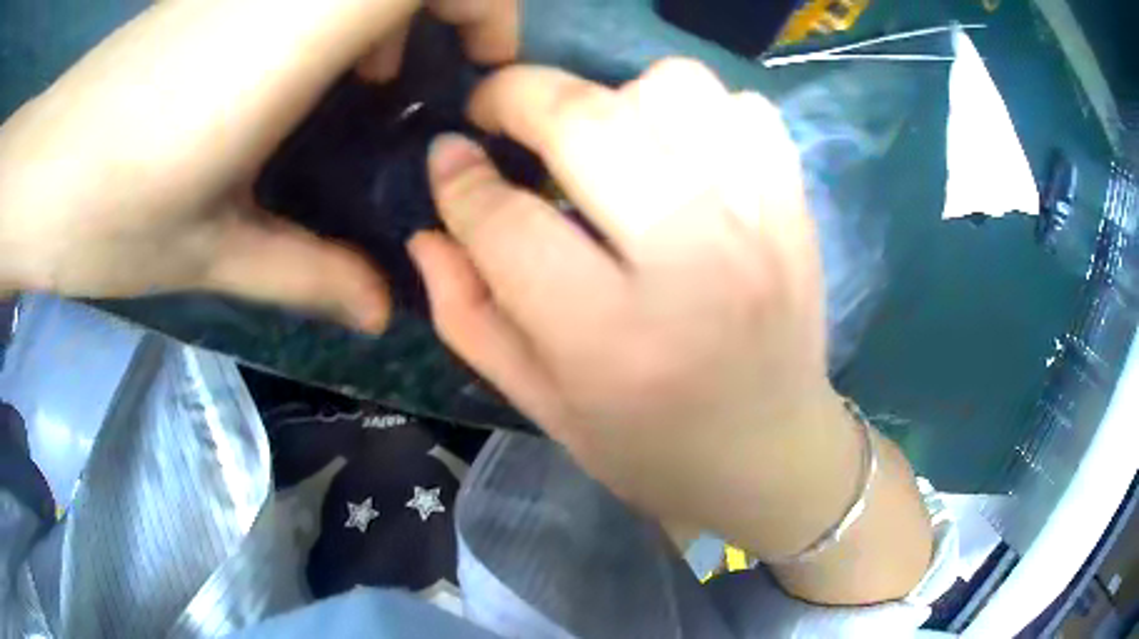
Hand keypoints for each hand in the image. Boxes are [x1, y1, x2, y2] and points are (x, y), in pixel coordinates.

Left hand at [0, 0, 517, 330]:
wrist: (38, 173)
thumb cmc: (107, 214)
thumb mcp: (212, 254)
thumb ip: (310, 273)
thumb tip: (385, 311)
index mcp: (286, 36)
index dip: (484, 8)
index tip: (484, 68)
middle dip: (447, 7)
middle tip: (420, 79)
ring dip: (389, 11)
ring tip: (364, 81)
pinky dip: (341, 8)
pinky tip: (304, 67)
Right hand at [413, 59, 931, 603]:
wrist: (774, 456)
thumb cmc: (651, 450)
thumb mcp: (542, 406)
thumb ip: (469, 315)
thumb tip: (427, 230)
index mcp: (610, 340)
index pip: (507, 222)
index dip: (459, 180)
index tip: (447, 158)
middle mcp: (691, 265)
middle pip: (588, 122)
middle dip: (517, 95)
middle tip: (497, 109)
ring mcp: (759, 225)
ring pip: (675, 88)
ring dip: (616, 93)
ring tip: (602, 132)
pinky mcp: (796, 209)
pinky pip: (746, 107)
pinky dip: (700, 109)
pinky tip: (678, 151)